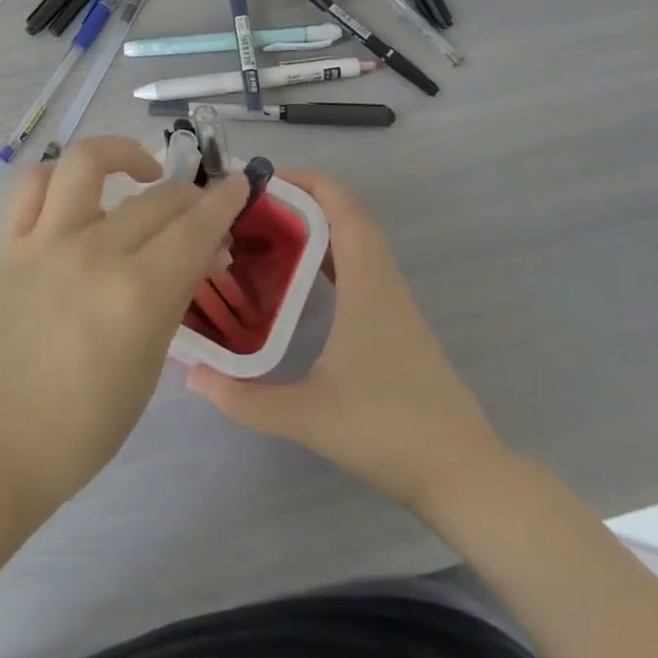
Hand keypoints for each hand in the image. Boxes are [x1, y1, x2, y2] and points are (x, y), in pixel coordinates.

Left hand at [0, 137, 250, 517]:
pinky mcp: (10, 243)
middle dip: (192, 198)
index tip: (238, 187)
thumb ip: (173, 299)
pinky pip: (30, 185)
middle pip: (157, 199)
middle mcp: (94, 252)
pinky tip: (78, 190)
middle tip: (202, 217)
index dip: (224, 202)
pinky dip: (56, 174)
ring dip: (121, 152)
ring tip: (141, 171)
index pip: (195, 228)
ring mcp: (46, 240)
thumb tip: (197, 255)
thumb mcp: (148, 367)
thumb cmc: (83, 426)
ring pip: (87, 162)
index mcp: (137, 294)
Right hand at [187, 171, 511, 514]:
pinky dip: (330, 254)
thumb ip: (245, 398)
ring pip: (356, 241)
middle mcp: (383, 282)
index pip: (341, 207)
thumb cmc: (388, 431)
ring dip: (316, 225)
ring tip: (266, 232)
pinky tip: (299, 278)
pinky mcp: (397, 325)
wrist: (466, 477)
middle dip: (301, 199)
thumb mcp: (308, 416)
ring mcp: (395, 304)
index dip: (305, 181)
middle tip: (251, 207)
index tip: (260, 180)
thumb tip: (191, 375)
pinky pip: (361, 267)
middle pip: (348, 216)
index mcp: (367, 284)